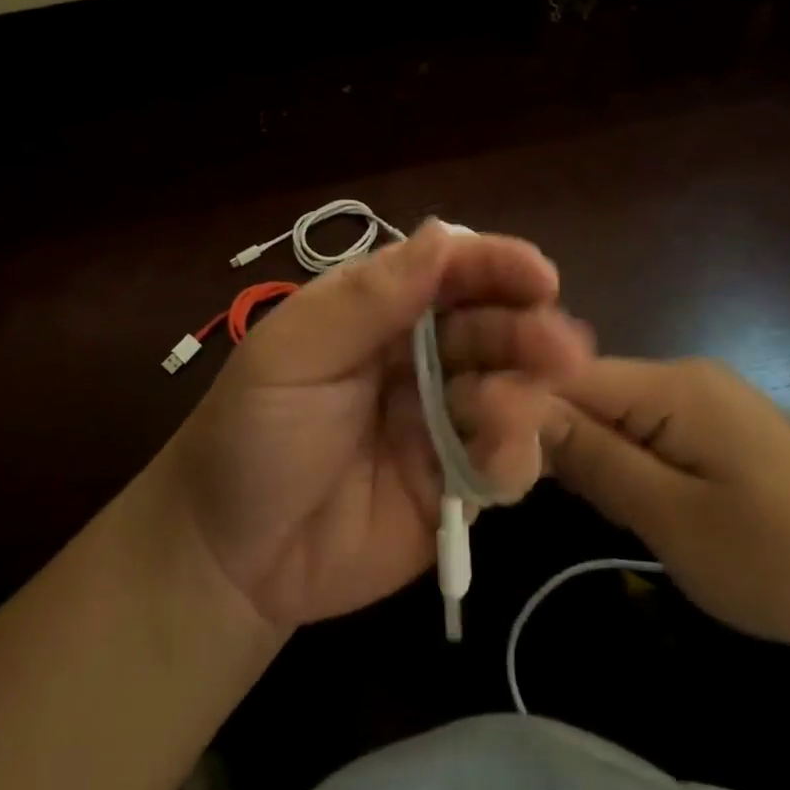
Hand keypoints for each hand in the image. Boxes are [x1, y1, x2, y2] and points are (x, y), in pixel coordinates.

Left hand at [161, 222, 592, 629]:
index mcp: (379, 309)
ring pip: (510, 390)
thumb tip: (446, 235)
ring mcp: (443, 420)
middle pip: (491, 327)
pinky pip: (504, 462)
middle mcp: (420, 355)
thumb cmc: (252, 431)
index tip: (539, 276)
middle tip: (560, 346)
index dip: (494, 266)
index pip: (448, 271)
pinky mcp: (455, 484)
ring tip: (511, 407)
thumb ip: (369, 298)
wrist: (229, 554)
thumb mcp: (294, 353)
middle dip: (527, 331)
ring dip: (526, 391)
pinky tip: (499, 458)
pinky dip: (515, 454)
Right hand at [547, 357, 789, 657]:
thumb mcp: (672, 518)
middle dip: (562, 438)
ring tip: (603, 510)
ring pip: (614, 413)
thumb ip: (594, 458)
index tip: (489, 450)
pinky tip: (635, 503)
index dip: (523, 407)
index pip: (568, 374)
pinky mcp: (716, 427)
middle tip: (552, 496)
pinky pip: (645, 429)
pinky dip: (626, 462)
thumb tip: (519, 409)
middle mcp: (683, 376)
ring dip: (595, 455)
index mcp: (673, 384)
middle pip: (588, 390)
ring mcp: (703, 399)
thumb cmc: (780, 561)